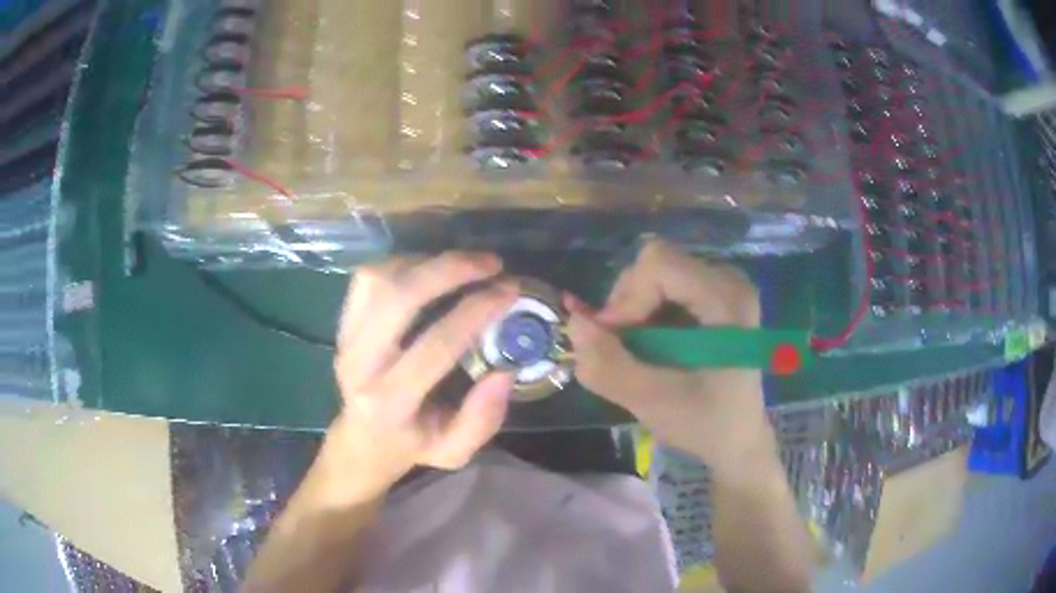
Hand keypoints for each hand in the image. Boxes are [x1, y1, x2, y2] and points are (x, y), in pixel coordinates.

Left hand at [319, 253, 517, 505]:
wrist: (361, 440)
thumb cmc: (413, 445)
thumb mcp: (456, 451)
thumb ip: (482, 419)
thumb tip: (504, 371)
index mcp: (390, 403)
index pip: (436, 345)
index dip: (476, 311)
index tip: (510, 291)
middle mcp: (359, 364)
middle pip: (398, 297)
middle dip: (450, 270)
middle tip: (491, 263)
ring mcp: (345, 339)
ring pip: (380, 279)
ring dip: (427, 262)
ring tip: (464, 265)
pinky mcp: (342, 323)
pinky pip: (367, 278)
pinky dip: (403, 264)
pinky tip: (431, 270)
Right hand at [566, 239, 775, 479]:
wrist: (737, 438)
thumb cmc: (704, 424)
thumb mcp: (652, 402)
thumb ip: (608, 365)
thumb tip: (573, 321)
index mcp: (727, 300)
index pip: (659, 263)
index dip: (626, 297)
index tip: (613, 340)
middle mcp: (729, 279)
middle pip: (655, 264)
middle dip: (627, 306)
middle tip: (623, 351)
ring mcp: (723, 284)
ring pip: (654, 273)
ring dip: (633, 313)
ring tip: (639, 353)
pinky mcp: (713, 294)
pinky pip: (663, 286)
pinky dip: (645, 314)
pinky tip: (653, 347)